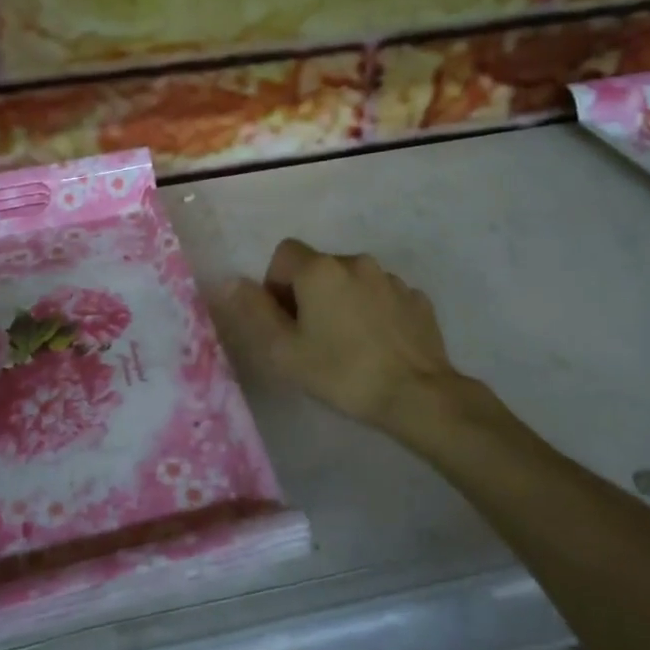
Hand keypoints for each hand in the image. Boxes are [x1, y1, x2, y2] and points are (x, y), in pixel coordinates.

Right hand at [221, 239, 463, 435]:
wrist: (418, 395)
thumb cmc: (341, 372)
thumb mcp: (284, 350)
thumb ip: (253, 311)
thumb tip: (231, 282)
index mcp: (320, 269)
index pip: (284, 254)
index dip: (275, 284)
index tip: (283, 320)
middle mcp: (356, 262)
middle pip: (318, 267)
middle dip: (308, 294)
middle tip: (311, 338)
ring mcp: (391, 279)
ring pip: (352, 281)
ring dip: (342, 301)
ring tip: (347, 344)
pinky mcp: (417, 299)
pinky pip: (382, 297)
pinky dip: (373, 312)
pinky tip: (377, 346)